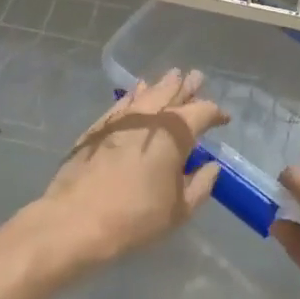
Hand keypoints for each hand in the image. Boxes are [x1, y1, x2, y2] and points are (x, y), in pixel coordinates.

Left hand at [28, 69, 227, 265]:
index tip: (223, 119)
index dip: (216, 113)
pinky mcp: (98, 126)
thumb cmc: (135, 217)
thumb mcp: (179, 209)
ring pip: (147, 92)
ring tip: (172, 77)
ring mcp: (121, 118)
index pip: (203, 112)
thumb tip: (211, 166)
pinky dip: (134, 95)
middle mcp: (150, 116)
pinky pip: (123, 102)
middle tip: (197, 78)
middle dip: (188, 87)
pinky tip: (136, 92)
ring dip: (162, 85)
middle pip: (173, 92)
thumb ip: (201, 184)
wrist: (75, 220)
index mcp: (175, 132)